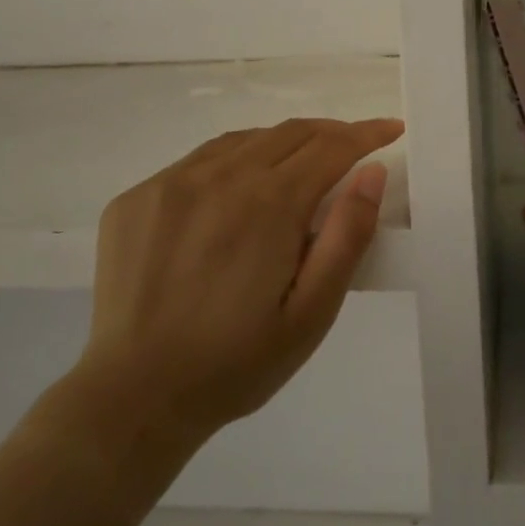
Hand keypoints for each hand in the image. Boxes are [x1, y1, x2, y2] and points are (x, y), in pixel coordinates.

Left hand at [76, 117, 401, 448]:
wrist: (133, 397)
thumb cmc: (236, 363)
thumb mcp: (311, 314)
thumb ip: (346, 236)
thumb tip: (372, 172)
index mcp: (268, 203)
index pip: (331, 147)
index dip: (367, 134)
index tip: (391, 128)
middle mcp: (219, 176)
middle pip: (290, 133)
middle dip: (331, 133)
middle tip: (354, 147)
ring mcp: (171, 182)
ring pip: (244, 140)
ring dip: (282, 144)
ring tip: (300, 166)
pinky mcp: (137, 197)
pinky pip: (198, 160)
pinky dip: (233, 161)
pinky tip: (236, 191)